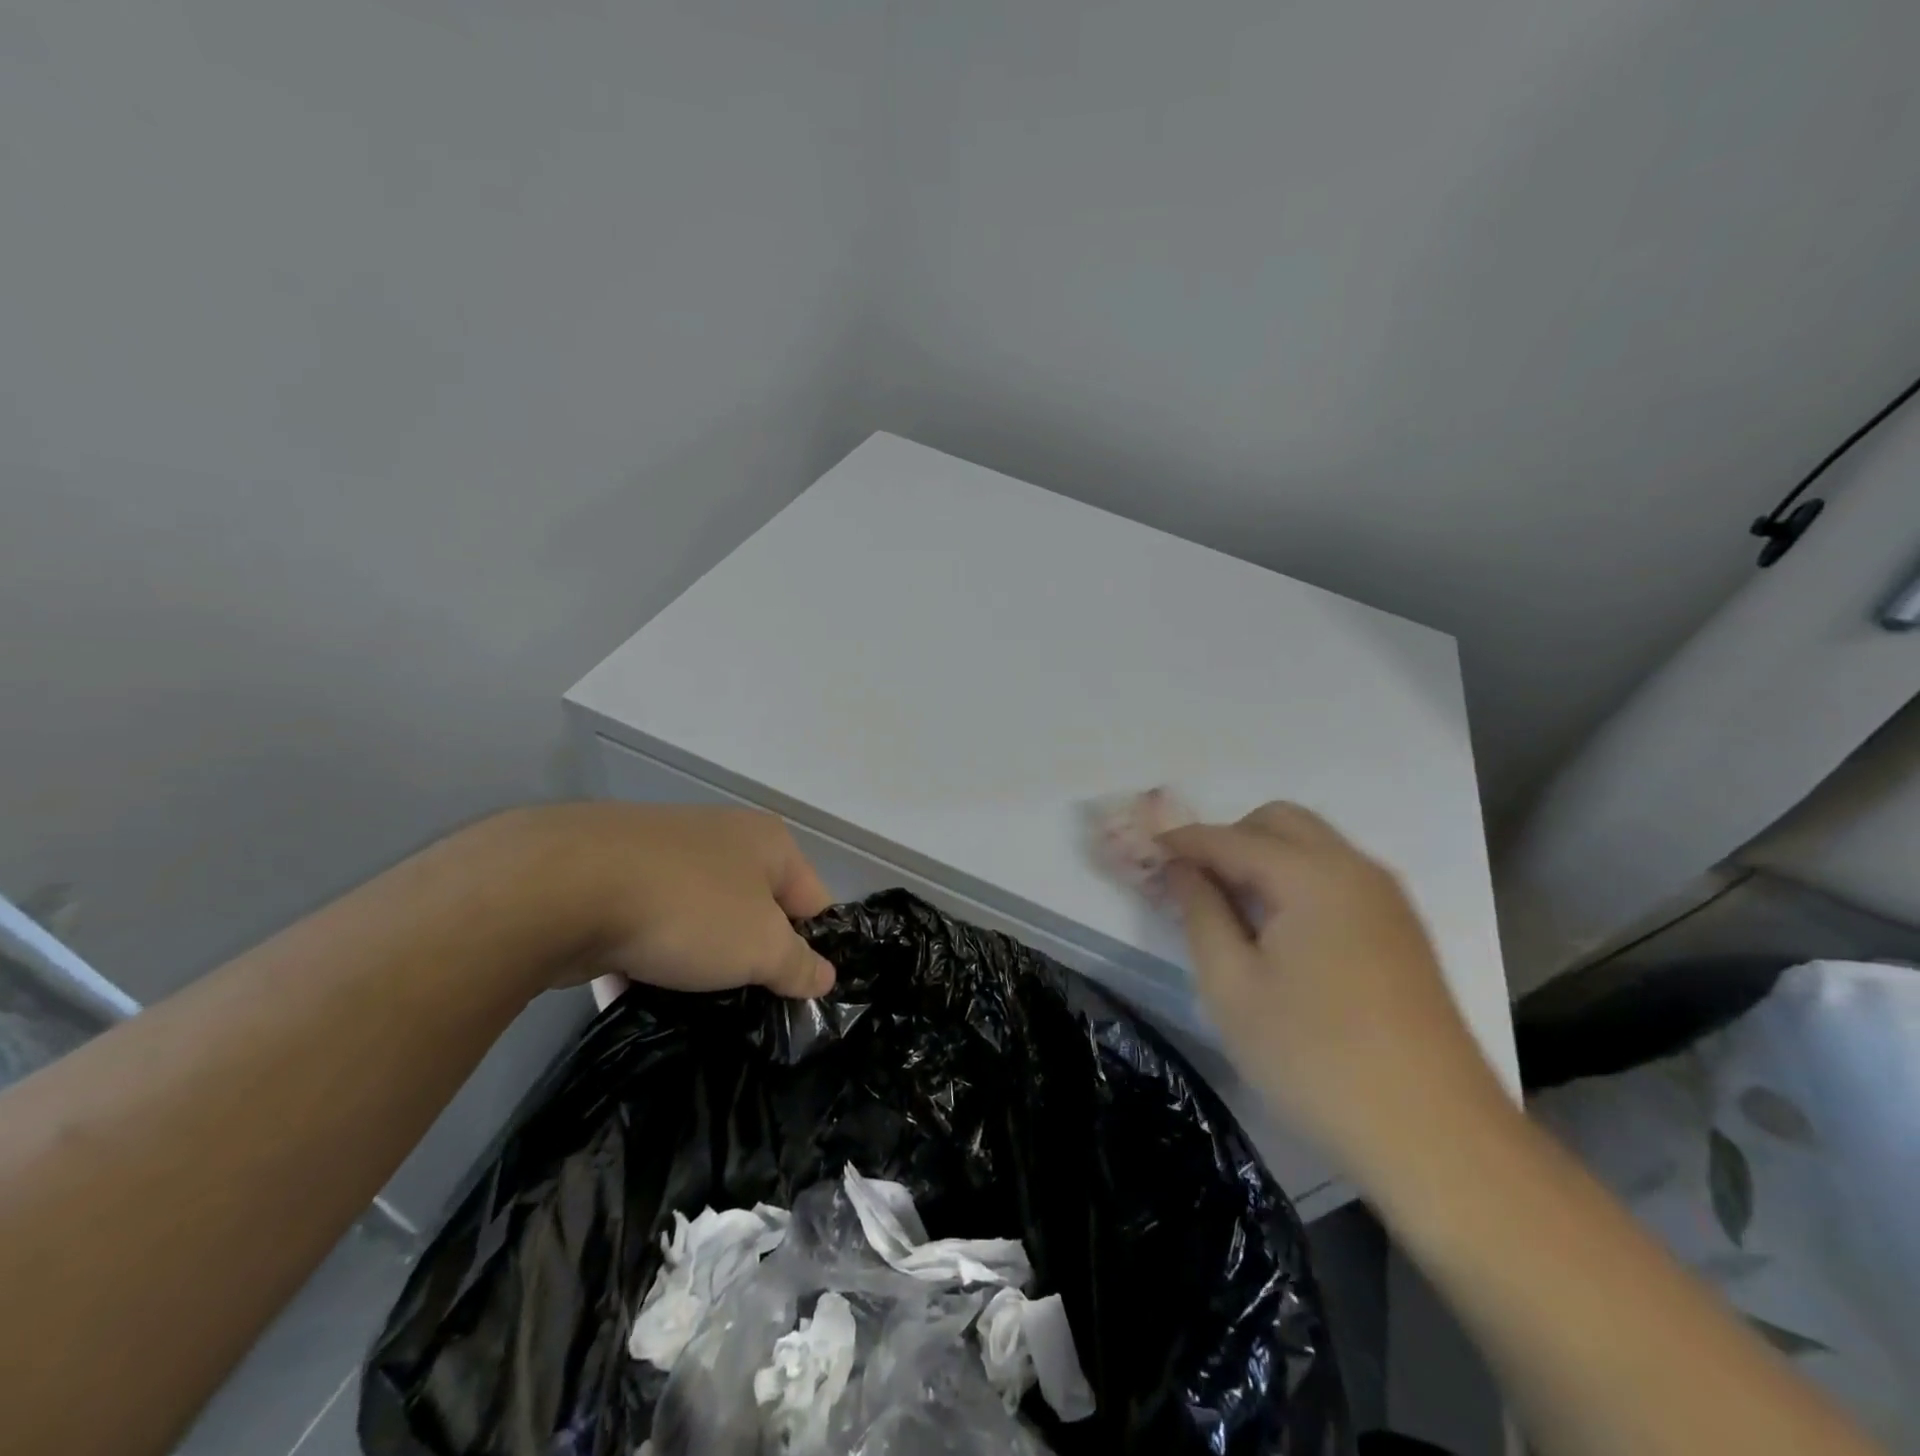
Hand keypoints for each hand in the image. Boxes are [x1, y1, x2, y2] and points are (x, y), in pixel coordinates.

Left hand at [484, 803, 837, 999]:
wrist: (562, 886)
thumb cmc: (688, 908)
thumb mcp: (761, 947)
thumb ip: (798, 965)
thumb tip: (824, 978)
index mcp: (768, 842)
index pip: (812, 902)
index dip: (811, 951)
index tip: (796, 998)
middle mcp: (721, 838)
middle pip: (754, 911)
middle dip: (750, 959)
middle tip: (746, 1009)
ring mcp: (662, 855)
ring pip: (697, 921)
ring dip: (697, 963)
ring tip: (692, 1010)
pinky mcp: (612, 878)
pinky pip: (645, 927)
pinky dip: (646, 959)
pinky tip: (638, 996)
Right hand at [1159, 803, 1499, 1178]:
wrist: (1437, 1137)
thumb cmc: (1315, 1060)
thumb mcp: (1232, 988)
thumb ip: (1200, 913)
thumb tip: (1180, 869)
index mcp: (1310, 875)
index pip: (1228, 838)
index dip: (1181, 842)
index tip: (1143, 853)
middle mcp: (1353, 868)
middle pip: (1279, 821)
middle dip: (1229, 839)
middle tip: (1196, 887)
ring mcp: (1386, 897)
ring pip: (1312, 845)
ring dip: (1264, 857)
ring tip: (1233, 912)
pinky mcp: (1401, 928)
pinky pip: (1337, 875)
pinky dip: (1297, 880)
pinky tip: (1280, 933)